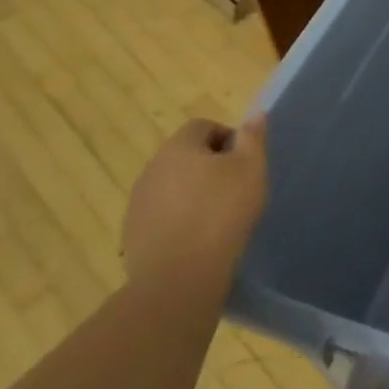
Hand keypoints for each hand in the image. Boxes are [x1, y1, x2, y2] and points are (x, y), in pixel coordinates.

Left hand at [122, 116, 268, 286]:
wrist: (179, 276)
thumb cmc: (222, 213)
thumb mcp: (251, 169)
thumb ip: (253, 138)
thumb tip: (255, 113)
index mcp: (179, 147)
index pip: (203, 126)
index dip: (228, 138)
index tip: (245, 162)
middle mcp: (152, 168)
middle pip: (185, 155)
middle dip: (210, 165)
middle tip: (236, 188)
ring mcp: (138, 201)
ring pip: (172, 185)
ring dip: (193, 192)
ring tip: (217, 216)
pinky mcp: (133, 231)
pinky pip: (162, 214)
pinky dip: (179, 218)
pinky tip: (198, 238)